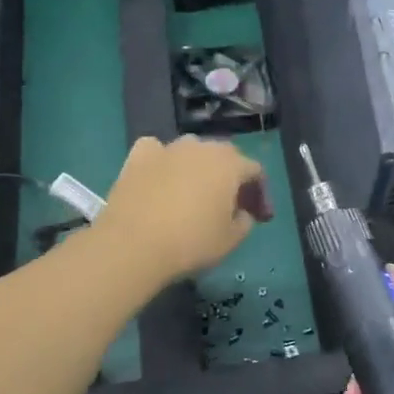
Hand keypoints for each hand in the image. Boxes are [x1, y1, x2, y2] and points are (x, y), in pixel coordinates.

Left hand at [95, 136, 270, 283]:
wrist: (133, 245)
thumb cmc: (191, 243)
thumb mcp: (231, 240)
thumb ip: (245, 222)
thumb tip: (242, 212)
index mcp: (230, 165)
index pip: (255, 171)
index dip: (260, 193)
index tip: (258, 216)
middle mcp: (202, 148)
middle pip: (225, 155)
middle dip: (232, 177)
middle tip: (230, 204)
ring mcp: (168, 148)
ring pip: (192, 149)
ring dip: (199, 166)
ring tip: (194, 190)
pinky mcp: (138, 156)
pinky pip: (157, 150)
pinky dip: (163, 160)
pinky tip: (161, 176)